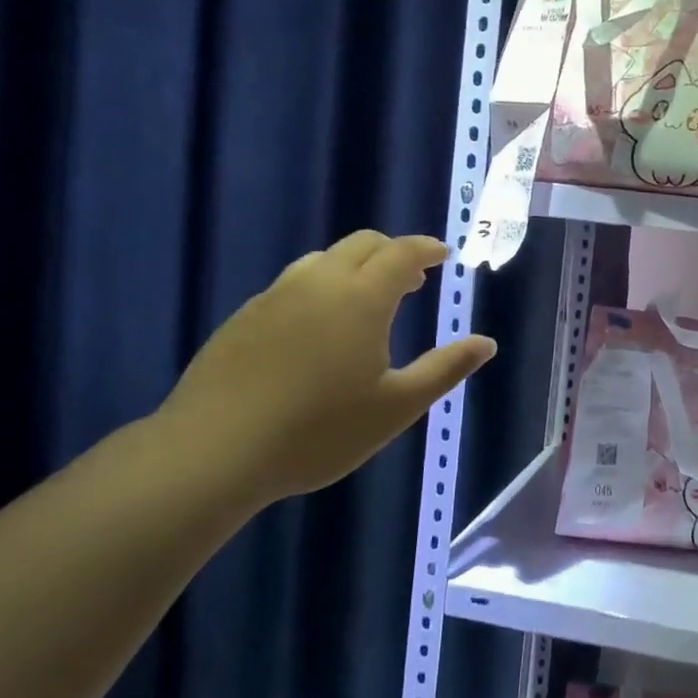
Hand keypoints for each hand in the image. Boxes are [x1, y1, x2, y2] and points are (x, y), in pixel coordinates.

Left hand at [157, 231, 496, 504]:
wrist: (211, 454)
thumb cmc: (318, 431)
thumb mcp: (396, 407)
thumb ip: (445, 369)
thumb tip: (486, 343)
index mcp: (362, 297)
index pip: (402, 252)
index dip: (427, 248)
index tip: (443, 255)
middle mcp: (319, 283)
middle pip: (363, 244)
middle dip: (393, 252)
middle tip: (413, 279)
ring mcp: (275, 296)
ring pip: (323, 260)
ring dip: (355, 267)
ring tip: (367, 300)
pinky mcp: (243, 317)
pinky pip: (293, 284)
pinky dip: (320, 287)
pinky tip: (317, 328)